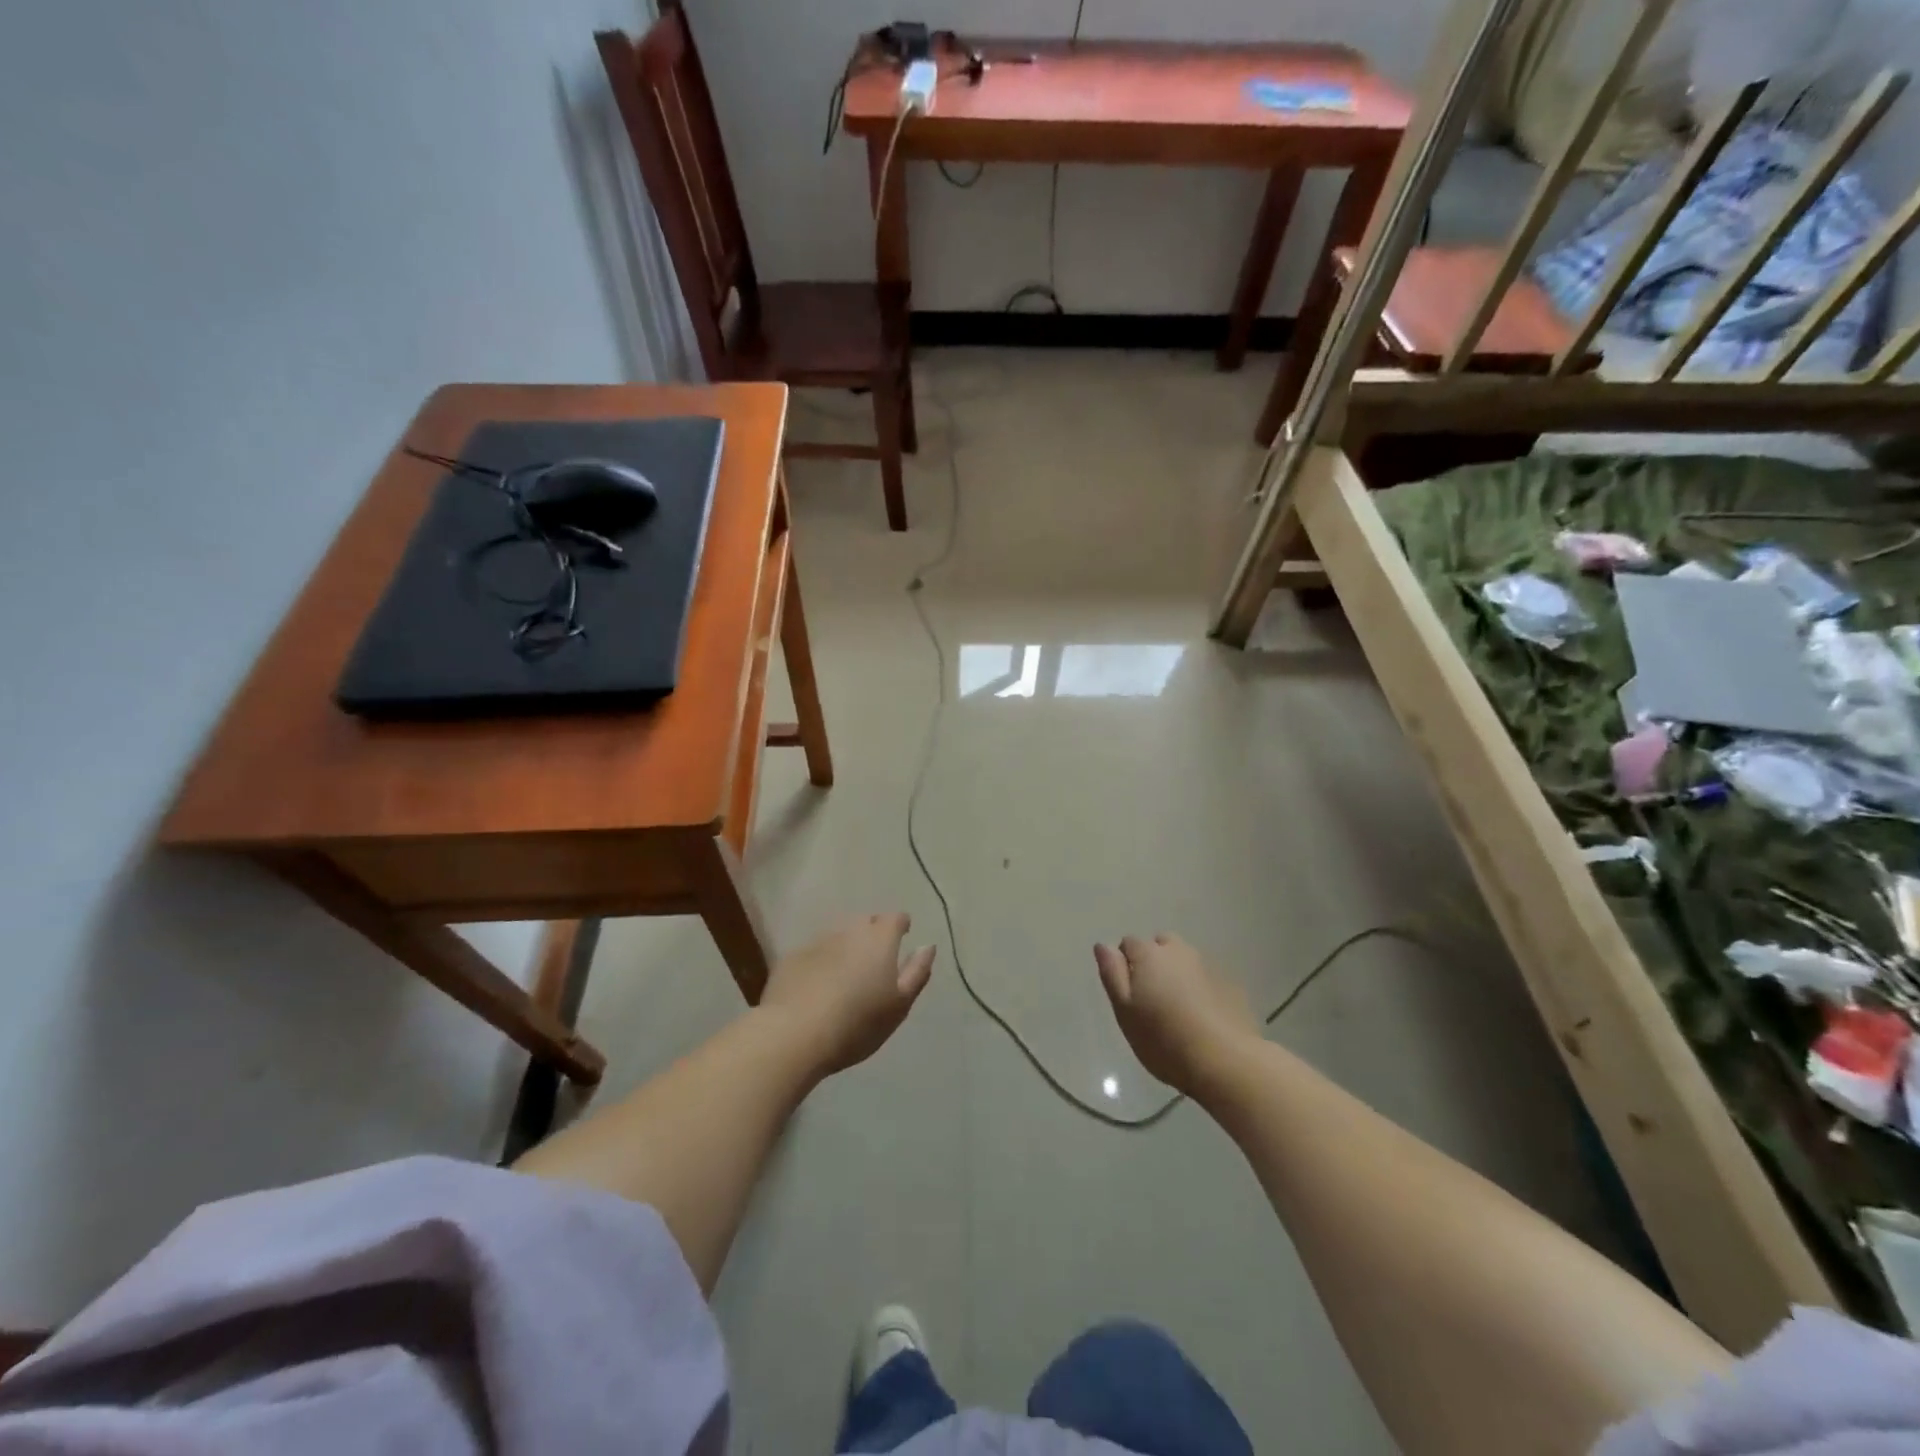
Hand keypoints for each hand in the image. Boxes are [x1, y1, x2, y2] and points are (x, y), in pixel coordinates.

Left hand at [760, 914, 935, 1075]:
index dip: (900, 925)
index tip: (903, 936)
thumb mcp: (899, 1005)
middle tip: (875, 959)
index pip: (895, 918)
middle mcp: (849, 931)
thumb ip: (917, 972)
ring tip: (847, 972)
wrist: (794, 1034)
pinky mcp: (791, 957)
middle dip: (873, 933)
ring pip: (838, 935)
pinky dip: (821, 961)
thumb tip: (928, 946)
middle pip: (865, 921)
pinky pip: (814, 952)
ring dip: (846, 947)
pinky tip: (818, 985)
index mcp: (879, 939)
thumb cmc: (857, 1023)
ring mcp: (817, 942)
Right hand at [1094, 934, 1261, 1096]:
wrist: (1225, 1061)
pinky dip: (1200, 988)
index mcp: (1149, 954)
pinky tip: (1202, 1017)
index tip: (1129, 994)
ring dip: (1178, 973)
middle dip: (1153, 961)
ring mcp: (1208, 966)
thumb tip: (1103, 945)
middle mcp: (1179, 951)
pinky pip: (1206, 978)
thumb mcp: (1125, 1010)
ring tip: (1177, 1008)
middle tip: (1152, 998)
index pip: (1128, 943)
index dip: (1124, 964)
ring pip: (1185, 960)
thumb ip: (1112, 973)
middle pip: (1160, 944)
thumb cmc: (1163, 1039)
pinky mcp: (1230, 985)